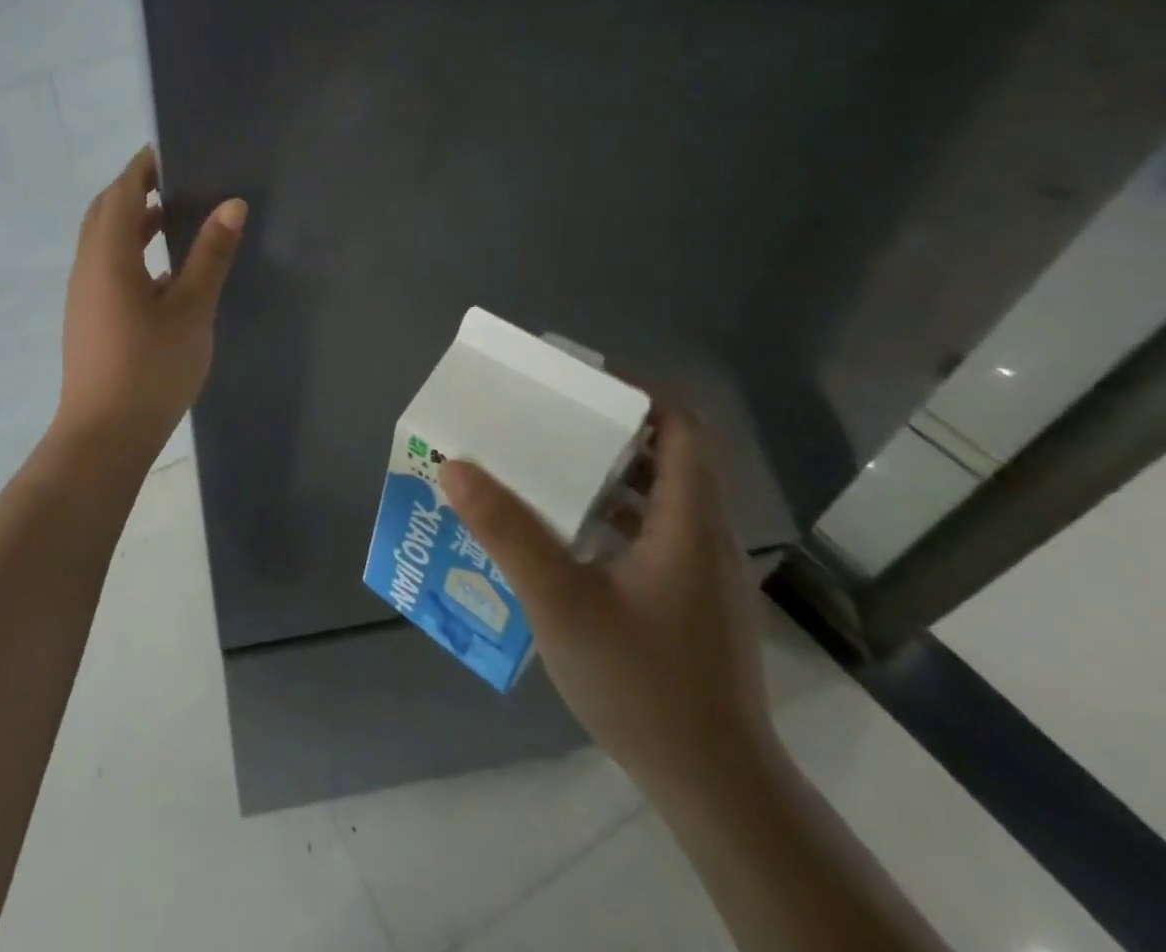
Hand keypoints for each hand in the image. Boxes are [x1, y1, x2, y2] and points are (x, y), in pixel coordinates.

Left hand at [55, 146, 246, 460]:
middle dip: (135, 189)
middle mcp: (88, 266)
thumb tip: (232, 204)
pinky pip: (107, 267)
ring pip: (104, 241)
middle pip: (106, 211)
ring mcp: (84, 294)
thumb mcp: (191, 309)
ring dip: (133, 222)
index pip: (122, 191)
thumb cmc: (150, 368)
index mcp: (108, 254)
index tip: (171, 150)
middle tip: (176, 179)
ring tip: (174, 216)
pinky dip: (131, 252)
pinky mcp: (88, 317)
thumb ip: (210, 254)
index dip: (143, 167)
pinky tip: (165, 271)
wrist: (104, 436)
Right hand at [441, 411, 774, 803]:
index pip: (683, 429)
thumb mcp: (561, 601)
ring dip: (606, 475)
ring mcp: (700, 575)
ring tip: (543, 467)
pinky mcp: (689, 604)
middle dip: (607, 429)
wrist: (717, 789)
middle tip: (546, 419)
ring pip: (657, 499)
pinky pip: (650, 535)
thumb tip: (455, 465)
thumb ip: (507, 531)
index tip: (580, 381)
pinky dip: (610, 518)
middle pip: (667, 457)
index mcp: (689, 523)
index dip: (639, 393)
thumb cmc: (644, 683)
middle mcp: (703, 538)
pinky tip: (562, 537)